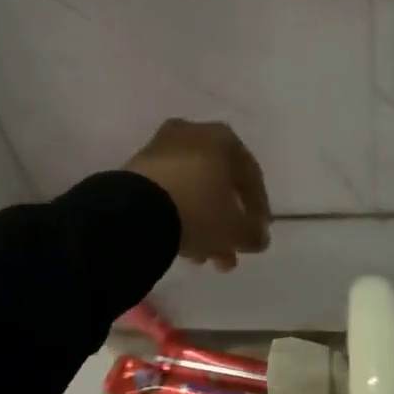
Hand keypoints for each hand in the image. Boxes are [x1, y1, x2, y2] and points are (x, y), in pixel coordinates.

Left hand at [124, 119, 270, 271]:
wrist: (135, 212)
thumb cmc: (198, 211)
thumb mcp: (235, 229)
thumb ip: (253, 233)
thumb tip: (258, 238)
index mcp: (222, 138)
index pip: (250, 174)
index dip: (258, 208)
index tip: (258, 234)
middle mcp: (191, 134)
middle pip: (217, 183)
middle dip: (225, 222)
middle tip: (229, 253)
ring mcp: (159, 150)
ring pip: (191, 190)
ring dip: (202, 224)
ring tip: (203, 258)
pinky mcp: (135, 169)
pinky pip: (167, 193)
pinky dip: (178, 216)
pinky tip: (182, 246)